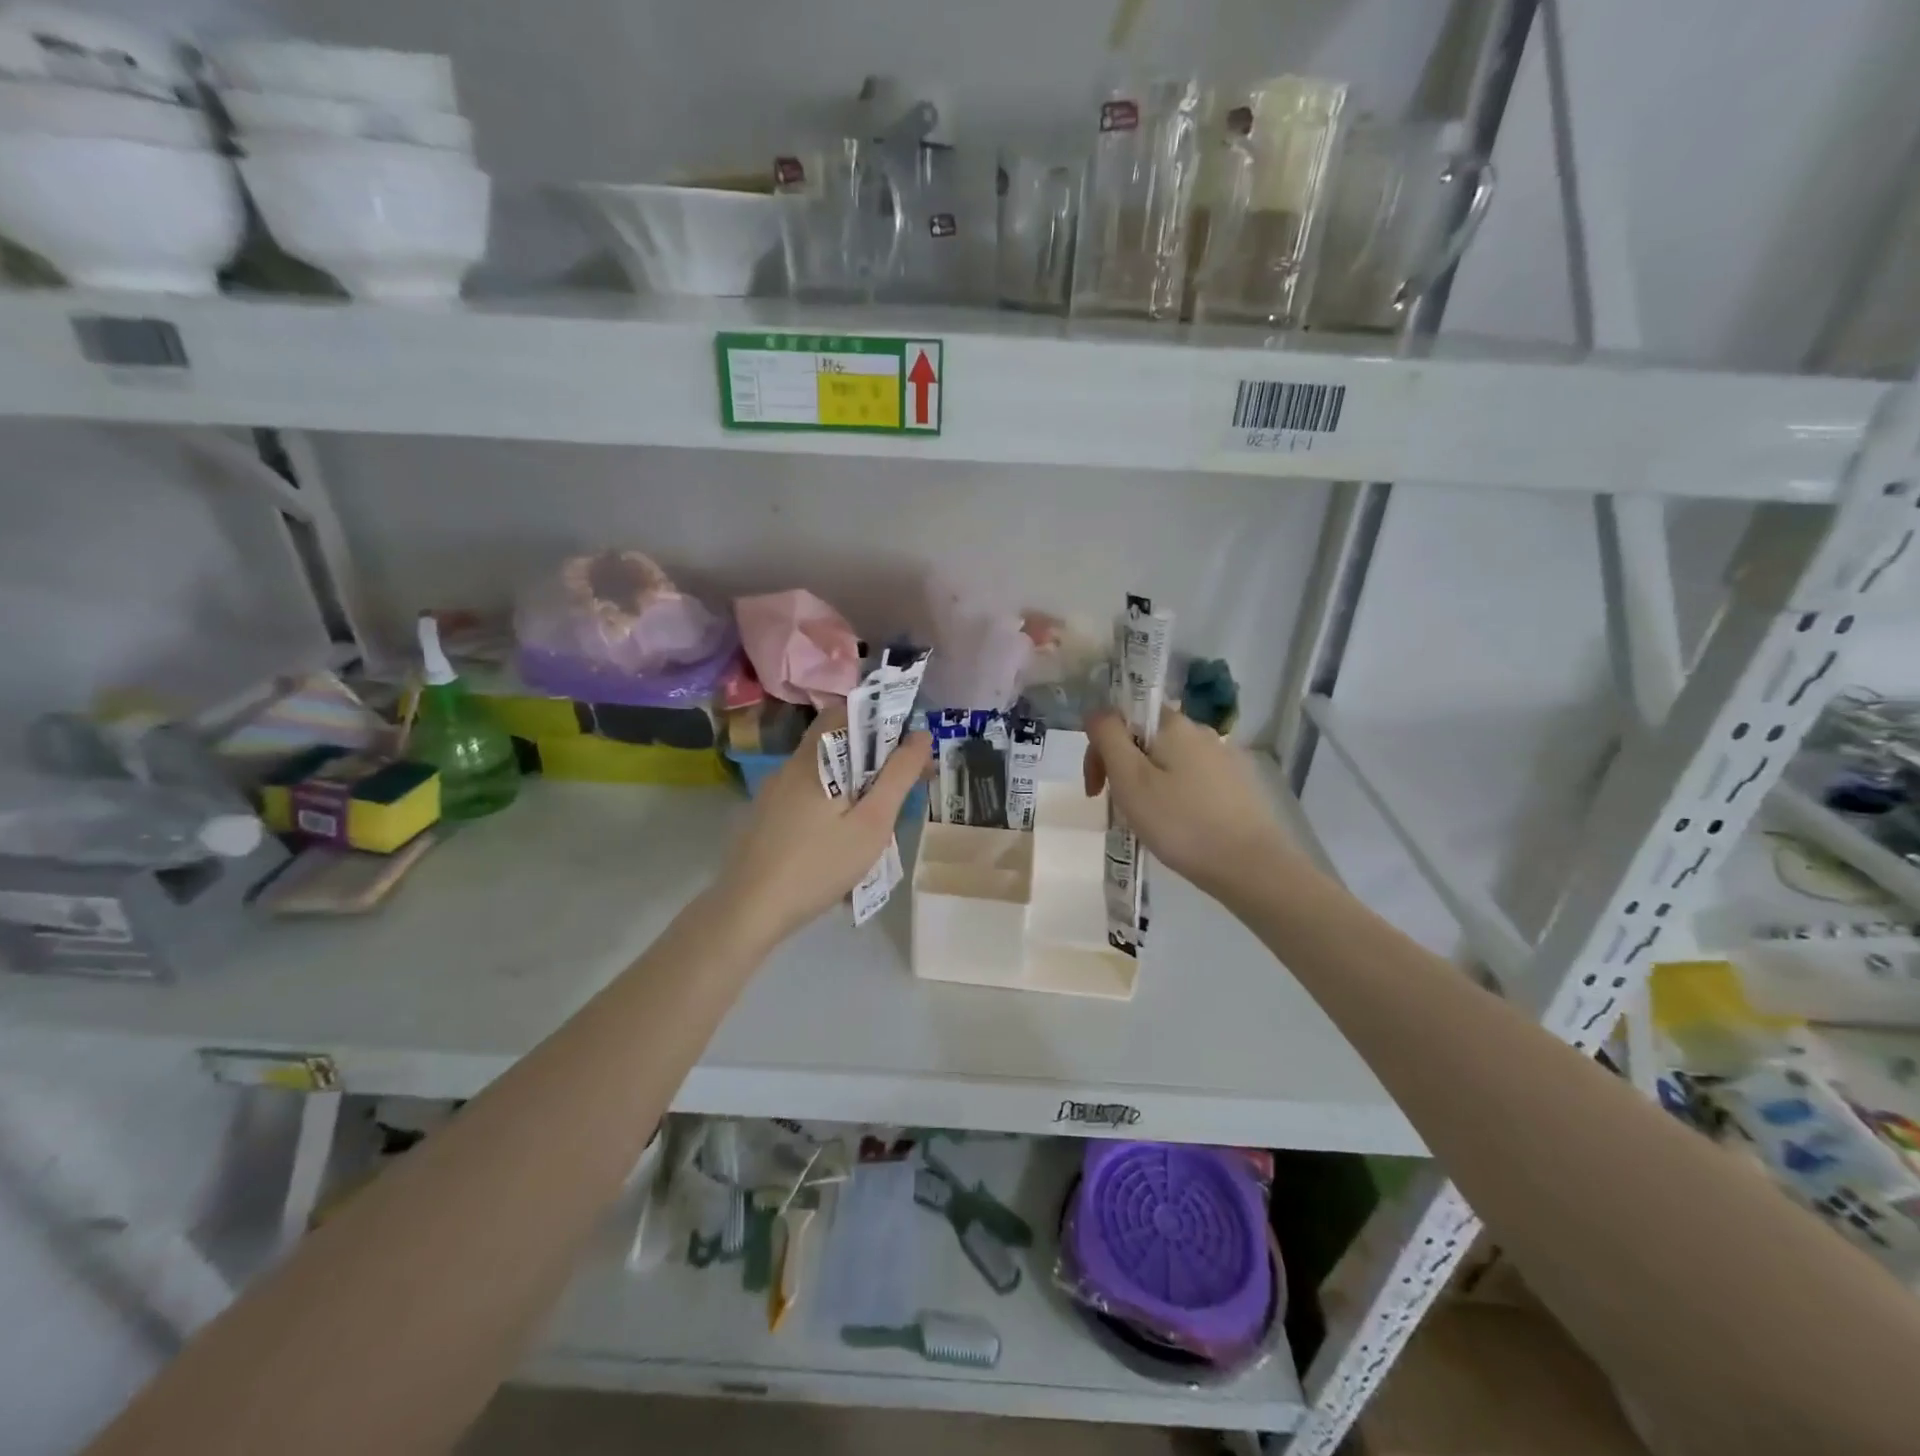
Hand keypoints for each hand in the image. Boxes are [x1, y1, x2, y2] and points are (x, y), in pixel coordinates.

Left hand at [715, 708, 931, 947]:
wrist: (750, 910)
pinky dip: (828, 806)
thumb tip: (920, 735)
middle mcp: (789, 766)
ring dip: (851, 786)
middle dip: (870, 759)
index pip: (846, 712)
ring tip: (874, 822)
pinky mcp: (764, 818)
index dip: (879, 721)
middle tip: (898, 790)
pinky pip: (805, 797)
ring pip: (821, 773)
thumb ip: (898, 776)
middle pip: (835, 744)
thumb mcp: (872, 823)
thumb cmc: (819, 864)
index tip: (906, 748)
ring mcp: (772, 793)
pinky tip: (837, 842)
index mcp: (815, 758)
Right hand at [1085, 708, 1302, 904]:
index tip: (1096, 787)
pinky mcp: (1240, 786)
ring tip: (1148, 823)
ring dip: (1149, 784)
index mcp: (1174, 725)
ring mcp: (1225, 759)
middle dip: (1124, 768)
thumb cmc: (1181, 822)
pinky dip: (1177, 797)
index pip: (1124, 716)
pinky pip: (1194, 781)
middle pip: (1147, 739)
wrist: (1251, 866)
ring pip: (1170, 762)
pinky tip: (1179, 826)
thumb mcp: (1130, 779)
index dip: (1102, 747)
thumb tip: (1096, 712)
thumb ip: (1108, 738)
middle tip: (1117, 809)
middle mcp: (1202, 732)